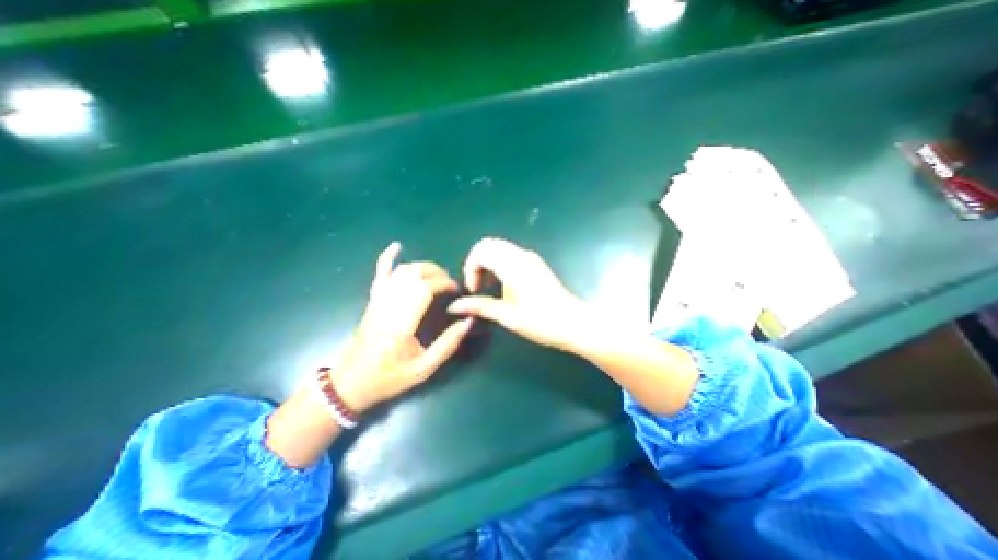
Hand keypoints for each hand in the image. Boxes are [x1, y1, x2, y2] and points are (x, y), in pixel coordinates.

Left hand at [332, 243, 471, 413]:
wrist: (349, 383)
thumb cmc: (388, 378)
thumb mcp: (423, 369)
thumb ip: (447, 345)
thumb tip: (468, 321)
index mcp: (401, 322)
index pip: (424, 288)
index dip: (444, 284)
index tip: (456, 291)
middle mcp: (388, 305)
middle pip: (415, 275)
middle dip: (438, 273)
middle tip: (450, 285)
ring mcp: (378, 300)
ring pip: (402, 271)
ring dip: (423, 267)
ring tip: (438, 275)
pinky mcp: (372, 300)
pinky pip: (379, 274)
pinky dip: (387, 257)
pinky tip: (396, 246)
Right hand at [449, 239, 594, 352]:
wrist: (573, 323)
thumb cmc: (540, 321)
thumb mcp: (507, 316)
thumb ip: (480, 307)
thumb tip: (455, 307)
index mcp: (512, 264)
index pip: (481, 250)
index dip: (471, 268)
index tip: (474, 290)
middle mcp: (521, 255)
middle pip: (489, 245)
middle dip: (477, 263)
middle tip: (478, 286)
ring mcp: (530, 258)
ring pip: (500, 249)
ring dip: (489, 263)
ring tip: (489, 287)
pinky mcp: (536, 264)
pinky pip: (511, 255)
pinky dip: (500, 264)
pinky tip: (503, 285)